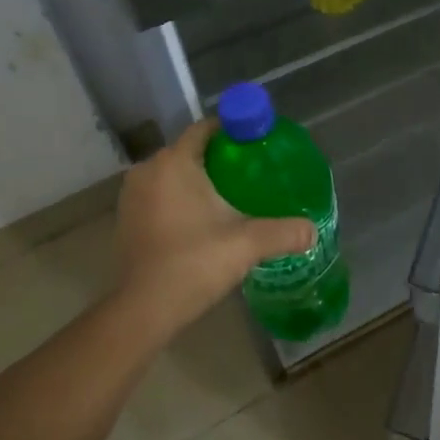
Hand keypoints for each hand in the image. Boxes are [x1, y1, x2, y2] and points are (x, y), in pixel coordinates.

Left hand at [113, 120, 313, 340]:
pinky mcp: (126, 219)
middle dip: (219, 158)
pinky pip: (160, 195)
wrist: (143, 310)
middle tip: (252, 173)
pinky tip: (204, 220)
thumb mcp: (246, 244)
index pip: (205, 128)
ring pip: (173, 174)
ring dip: (198, 181)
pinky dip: (180, 199)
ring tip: (232, 197)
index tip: (258, 144)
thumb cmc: (193, 263)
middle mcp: (148, 170)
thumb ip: (283, 232)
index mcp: (174, 162)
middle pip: (190, 151)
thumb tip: (312, 230)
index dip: (233, 131)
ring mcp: (132, 195)